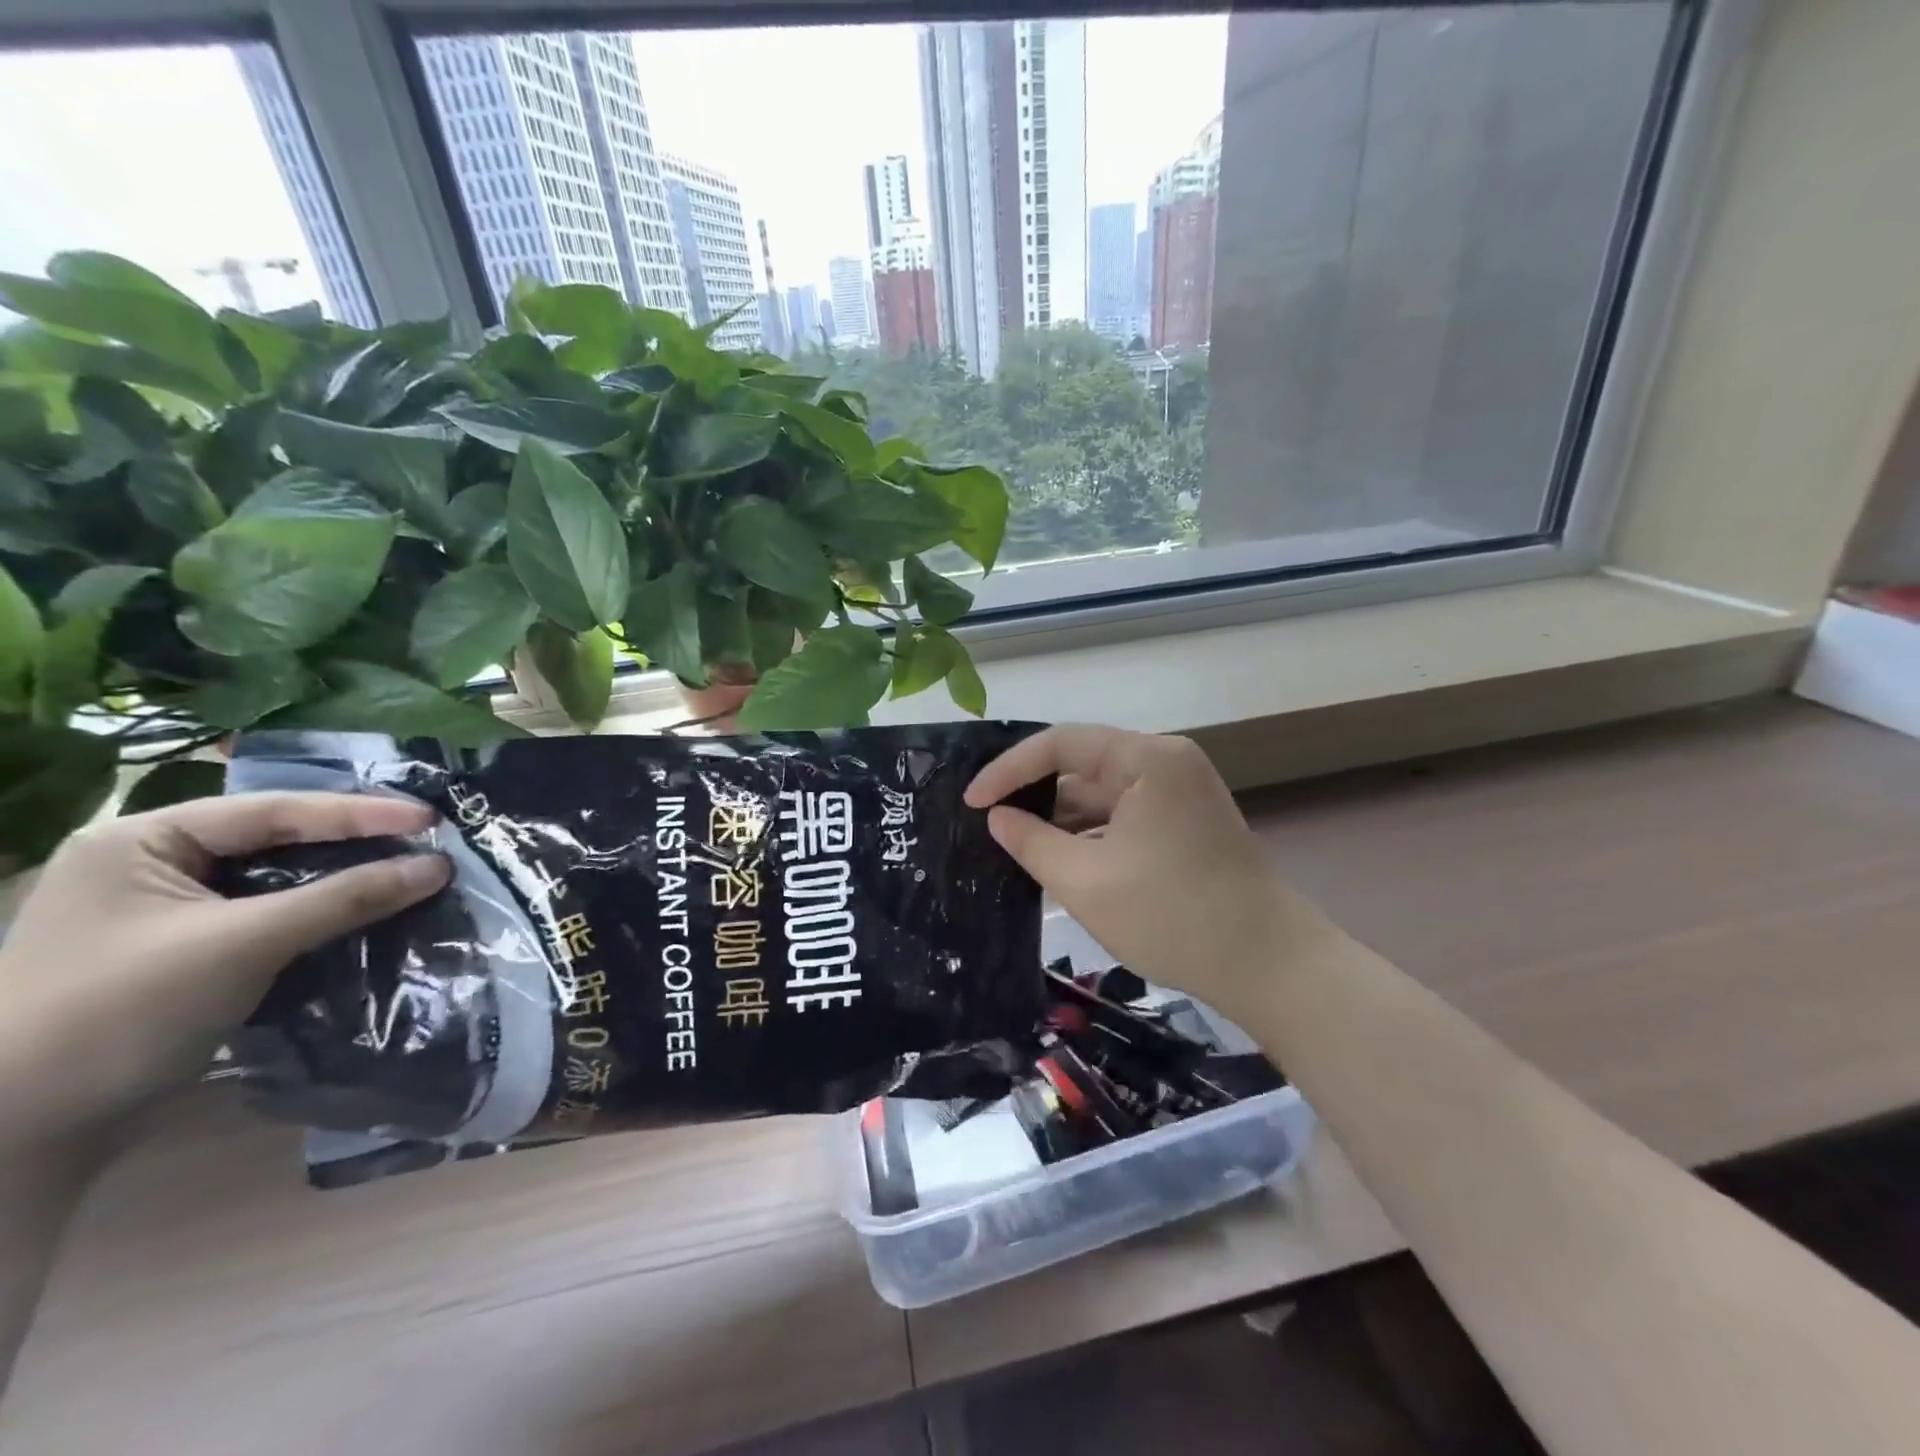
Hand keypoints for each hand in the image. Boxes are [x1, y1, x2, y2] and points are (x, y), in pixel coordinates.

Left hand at [0, 793, 448, 1153]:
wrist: (17, 1134)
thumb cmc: (118, 1014)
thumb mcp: (243, 944)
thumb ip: (345, 899)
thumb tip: (439, 867)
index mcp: (143, 839)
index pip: (274, 811)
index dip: (360, 814)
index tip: (433, 820)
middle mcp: (151, 863)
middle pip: (277, 839)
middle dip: (355, 842)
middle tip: (427, 841)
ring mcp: (165, 910)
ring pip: (276, 879)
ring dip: (342, 880)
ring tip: (408, 873)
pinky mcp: (183, 952)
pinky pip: (268, 915)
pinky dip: (318, 914)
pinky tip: (364, 914)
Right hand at [967, 726, 1323, 1011]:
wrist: (1268, 966)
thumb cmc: (1172, 917)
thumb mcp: (1085, 882)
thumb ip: (1031, 842)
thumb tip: (997, 817)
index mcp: (1147, 759)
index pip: (1061, 744)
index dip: (1008, 769)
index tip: (971, 803)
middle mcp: (1165, 762)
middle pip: (1082, 764)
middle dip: (1033, 793)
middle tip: (986, 822)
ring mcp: (1179, 792)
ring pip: (1101, 792)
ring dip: (1060, 816)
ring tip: (1012, 842)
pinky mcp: (1184, 821)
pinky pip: (1123, 814)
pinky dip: (1089, 832)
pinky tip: (1057, 856)